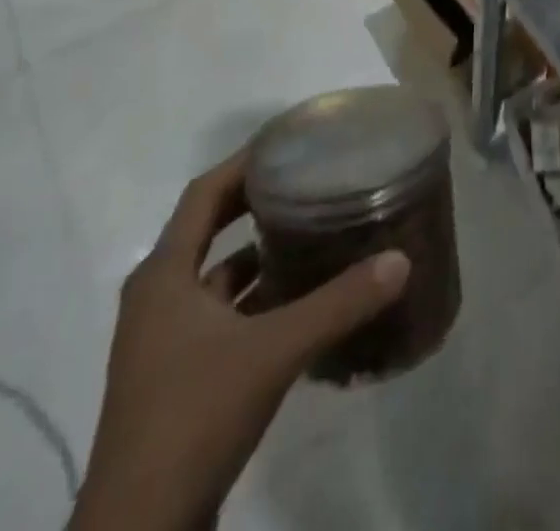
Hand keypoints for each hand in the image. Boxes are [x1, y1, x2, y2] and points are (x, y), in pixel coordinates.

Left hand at [70, 149, 411, 530]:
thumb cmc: (193, 417)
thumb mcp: (273, 352)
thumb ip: (338, 303)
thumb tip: (401, 259)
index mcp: (163, 275)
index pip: (204, 193)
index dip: (245, 162)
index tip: (291, 141)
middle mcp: (158, 298)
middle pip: (210, 227)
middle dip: (257, 201)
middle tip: (311, 177)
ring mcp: (164, 341)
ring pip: (217, 276)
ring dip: (260, 254)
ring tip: (315, 229)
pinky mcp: (178, 377)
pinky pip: (222, 315)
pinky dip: (257, 298)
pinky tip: (301, 299)